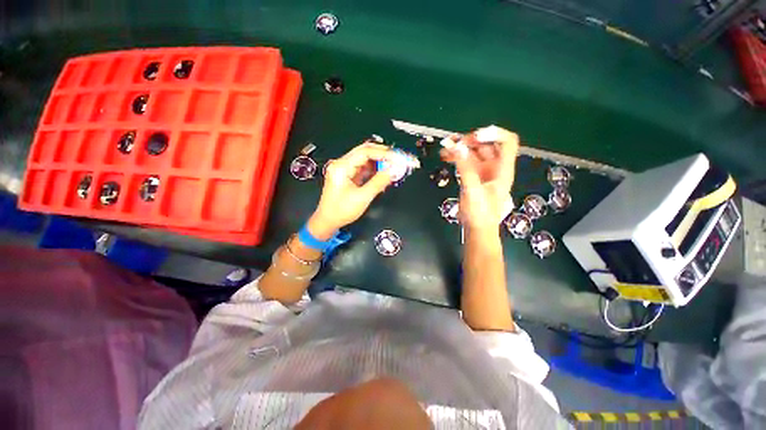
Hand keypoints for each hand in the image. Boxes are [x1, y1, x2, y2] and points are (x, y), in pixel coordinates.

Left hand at [307, 142, 392, 239]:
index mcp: (342, 166)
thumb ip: (379, 182)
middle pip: (365, 151)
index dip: (383, 153)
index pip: (365, 152)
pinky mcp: (349, 175)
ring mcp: (346, 169)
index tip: (398, 158)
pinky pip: (365, 168)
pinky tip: (384, 173)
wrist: (328, 221)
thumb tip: (394, 170)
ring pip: (366, 159)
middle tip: (398, 159)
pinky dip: (375, 169)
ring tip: (394, 166)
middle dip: (383, 154)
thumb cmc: (342, 211)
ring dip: (380, 162)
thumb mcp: (363, 197)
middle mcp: (342, 164)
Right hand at [441, 126, 518, 234]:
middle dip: (471, 141)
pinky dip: (456, 157)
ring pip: (474, 153)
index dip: (493, 134)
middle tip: (455, 143)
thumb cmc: (480, 213)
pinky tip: (446, 156)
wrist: (477, 229)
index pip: (507, 142)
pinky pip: (465, 162)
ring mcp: (483, 172)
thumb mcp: (473, 191)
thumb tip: (457, 147)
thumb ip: (465, 169)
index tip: (474, 137)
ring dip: (461, 148)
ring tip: (446, 148)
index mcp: (503, 169)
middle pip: (487, 145)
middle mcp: (495, 167)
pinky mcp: (473, 177)